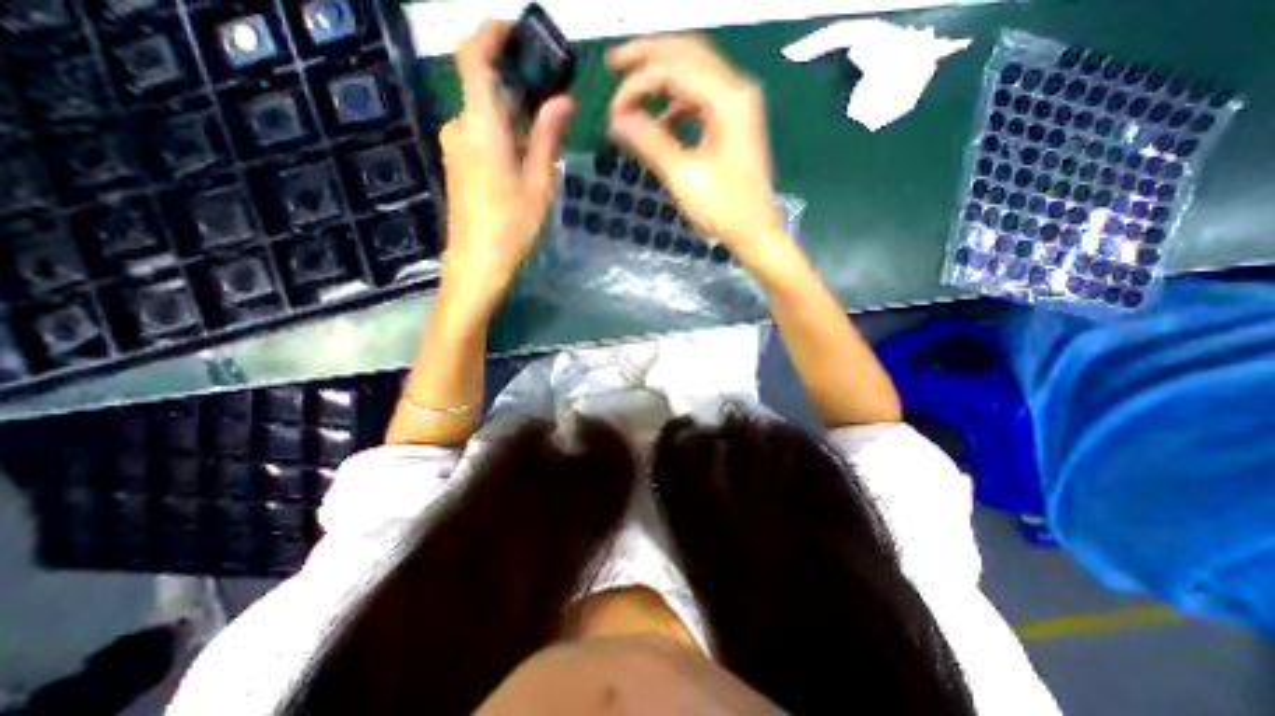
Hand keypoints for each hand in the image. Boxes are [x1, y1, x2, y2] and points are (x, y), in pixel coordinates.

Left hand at [444, 19, 573, 294]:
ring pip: (484, 117)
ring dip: (512, 122)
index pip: (473, 58)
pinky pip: (478, 136)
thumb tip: (562, 101)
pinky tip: (521, 165)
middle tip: (549, 116)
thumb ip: (547, 137)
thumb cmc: (512, 224)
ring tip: (540, 152)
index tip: (514, 31)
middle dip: (517, 95)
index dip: (490, 34)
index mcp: (481, 126)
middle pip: (485, 92)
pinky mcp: (456, 163)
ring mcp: (454, 146)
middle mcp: (459, 127)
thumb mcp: (539, 182)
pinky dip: (501, 137)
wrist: (478, 260)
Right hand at [603, 33, 787, 262]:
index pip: (674, 68)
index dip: (637, 83)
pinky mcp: (733, 124)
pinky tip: (660, 120)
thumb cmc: (723, 209)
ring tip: (632, 92)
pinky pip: (700, 99)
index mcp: (728, 99)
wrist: (754, 233)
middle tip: (613, 62)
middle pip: (687, 53)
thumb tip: (617, 121)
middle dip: (647, 56)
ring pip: (693, 73)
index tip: (613, 112)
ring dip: (661, 78)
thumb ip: (649, 142)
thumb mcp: (682, 176)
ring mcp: (737, 106)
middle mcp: (736, 91)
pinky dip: (676, 102)